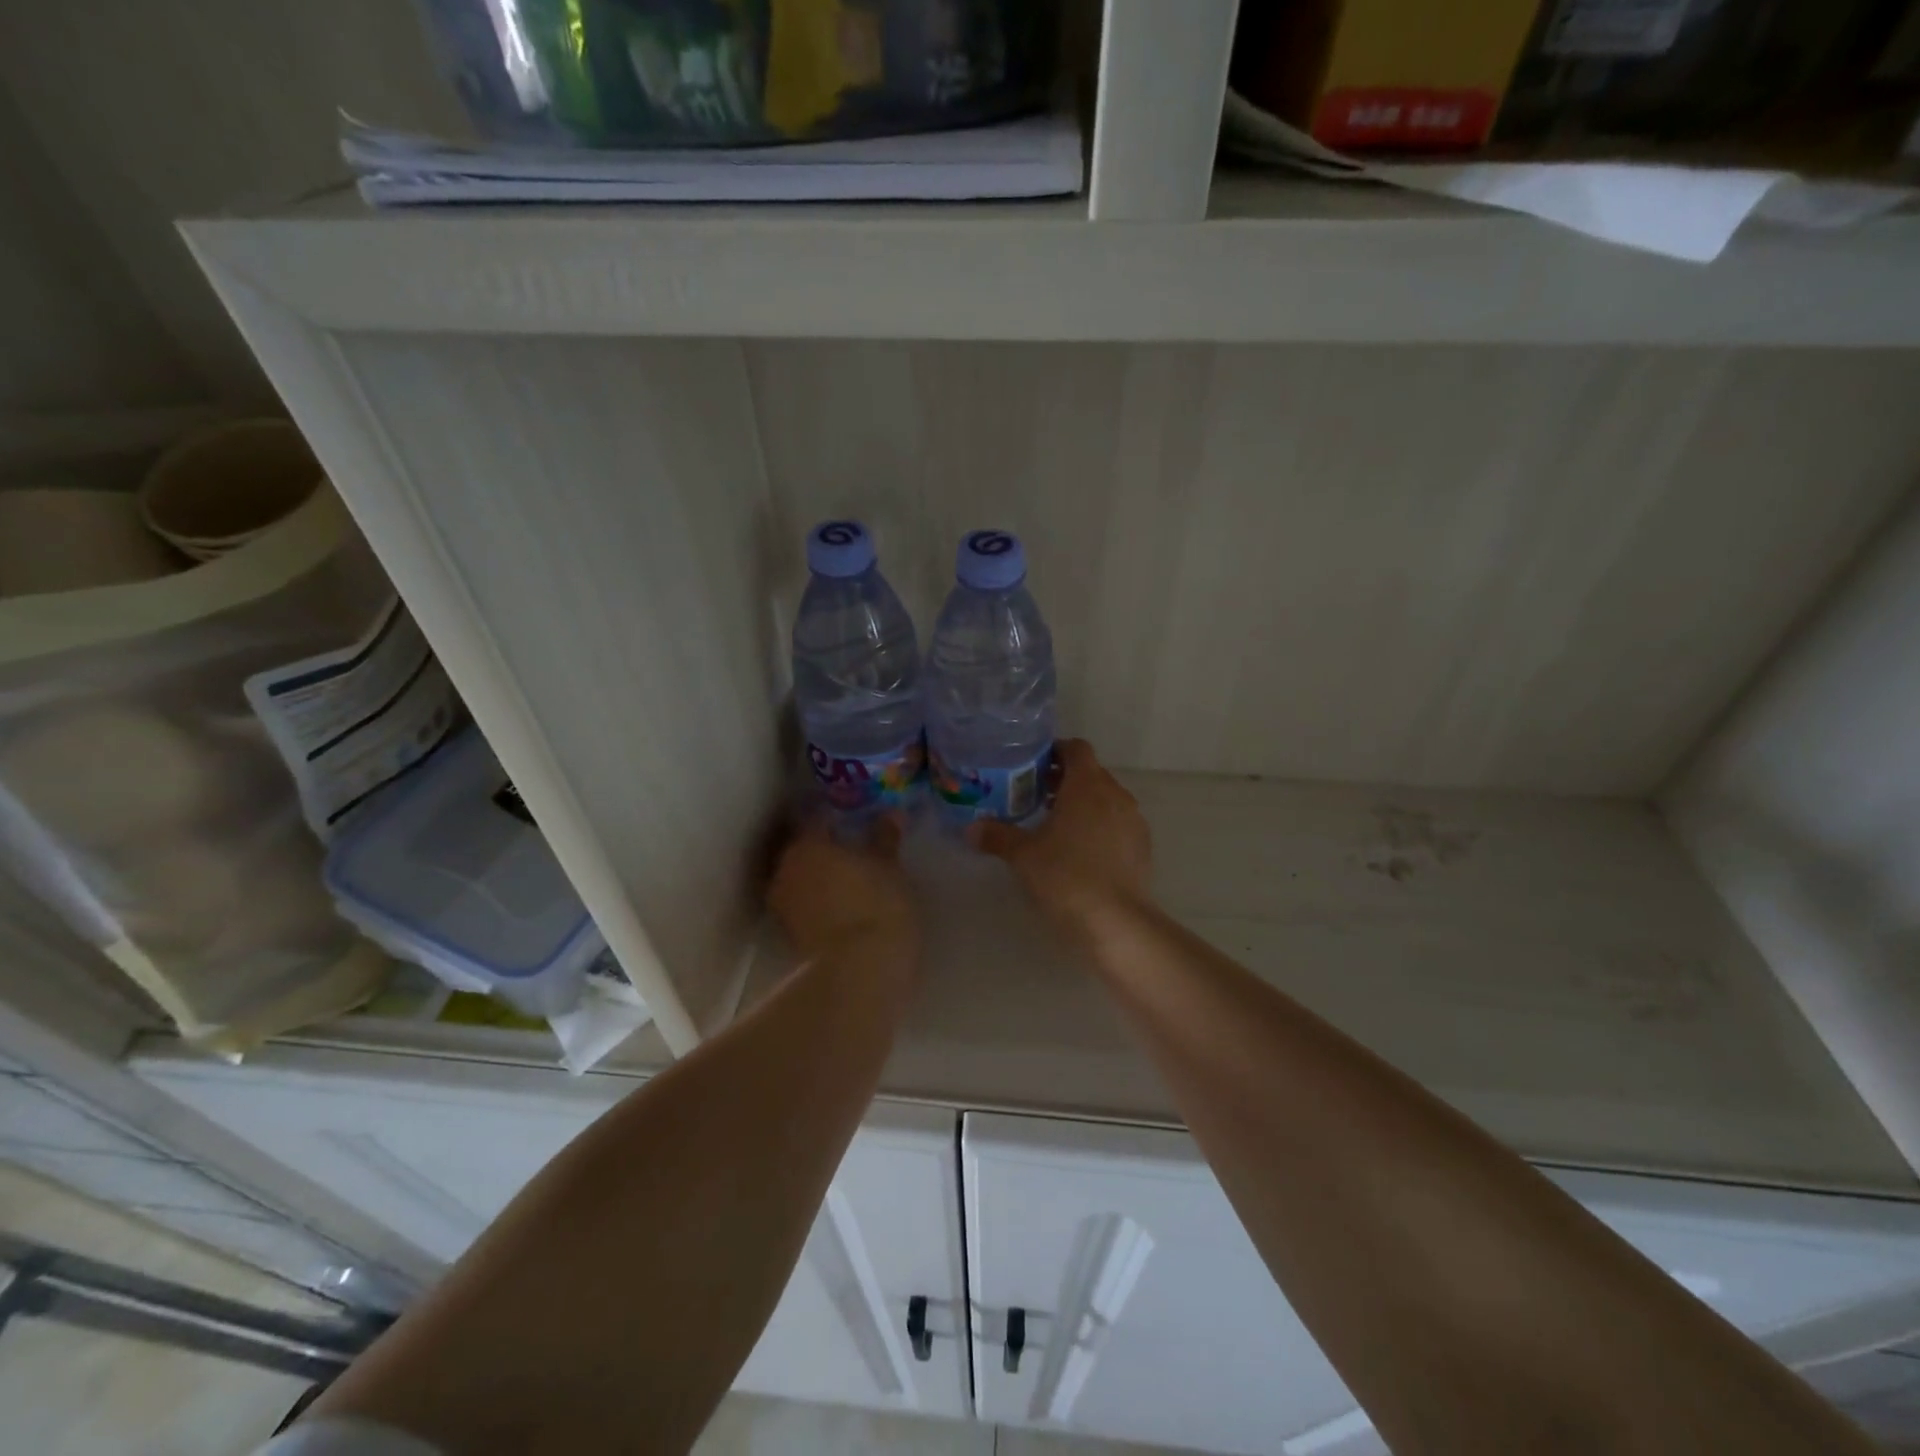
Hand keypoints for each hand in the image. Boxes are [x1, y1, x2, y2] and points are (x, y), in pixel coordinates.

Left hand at [769, 814, 918, 965]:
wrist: (858, 972)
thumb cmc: (876, 905)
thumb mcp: (890, 867)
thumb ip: (885, 838)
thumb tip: (891, 814)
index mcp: (806, 844)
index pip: (817, 818)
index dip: (836, 817)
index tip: (855, 819)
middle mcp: (784, 869)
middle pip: (804, 850)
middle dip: (825, 849)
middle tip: (853, 849)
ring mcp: (782, 905)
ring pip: (802, 879)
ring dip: (820, 877)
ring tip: (849, 880)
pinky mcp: (788, 935)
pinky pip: (804, 905)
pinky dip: (819, 902)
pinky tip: (843, 905)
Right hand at [970, 739, 1151, 932]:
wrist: (1115, 921)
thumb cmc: (1065, 875)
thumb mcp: (1023, 855)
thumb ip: (997, 836)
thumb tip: (972, 829)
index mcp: (1087, 784)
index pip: (1076, 748)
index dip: (1055, 752)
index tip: (1033, 766)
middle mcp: (1115, 794)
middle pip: (1090, 773)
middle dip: (1064, 780)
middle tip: (1035, 796)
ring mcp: (1133, 820)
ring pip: (1106, 799)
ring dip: (1083, 804)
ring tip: (1056, 825)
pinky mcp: (1142, 846)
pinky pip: (1118, 823)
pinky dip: (1100, 826)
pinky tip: (1081, 852)